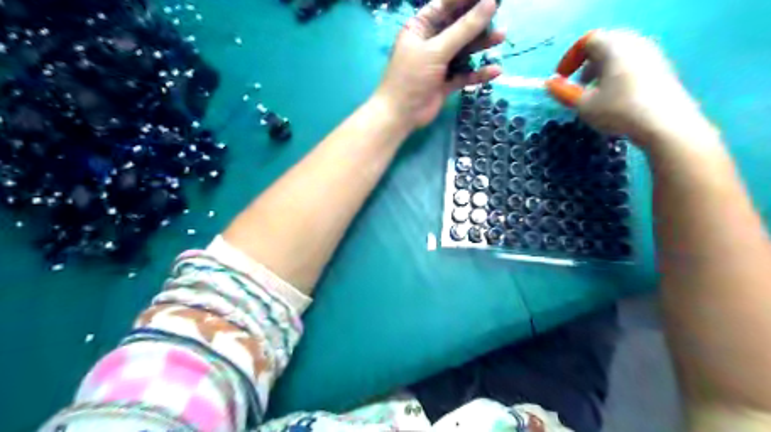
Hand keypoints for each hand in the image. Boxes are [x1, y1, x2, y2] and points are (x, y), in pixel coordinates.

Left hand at [378, 0, 506, 127]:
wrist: (400, 115)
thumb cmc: (412, 77)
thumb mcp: (436, 50)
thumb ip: (464, 29)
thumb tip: (490, 3)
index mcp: (421, 27)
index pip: (446, 5)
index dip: (467, 0)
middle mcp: (431, 42)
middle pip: (458, 26)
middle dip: (478, 20)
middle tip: (500, 13)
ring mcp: (439, 64)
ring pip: (464, 50)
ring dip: (481, 44)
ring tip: (502, 36)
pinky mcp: (446, 83)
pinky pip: (465, 74)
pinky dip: (478, 73)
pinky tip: (495, 71)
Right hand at [545, 29, 712, 146]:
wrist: (664, 124)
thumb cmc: (618, 111)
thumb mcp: (584, 105)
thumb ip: (563, 92)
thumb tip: (549, 83)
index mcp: (614, 47)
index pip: (588, 41)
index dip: (570, 58)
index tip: (561, 78)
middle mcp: (634, 44)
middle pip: (605, 45)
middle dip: (587, 63)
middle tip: (577, 83)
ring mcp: (652, 55)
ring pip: (620, 55)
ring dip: (602, 70)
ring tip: (595, 92)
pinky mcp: (662, 69)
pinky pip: (634, 64)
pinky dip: (618, 74)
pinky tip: (615, 97)